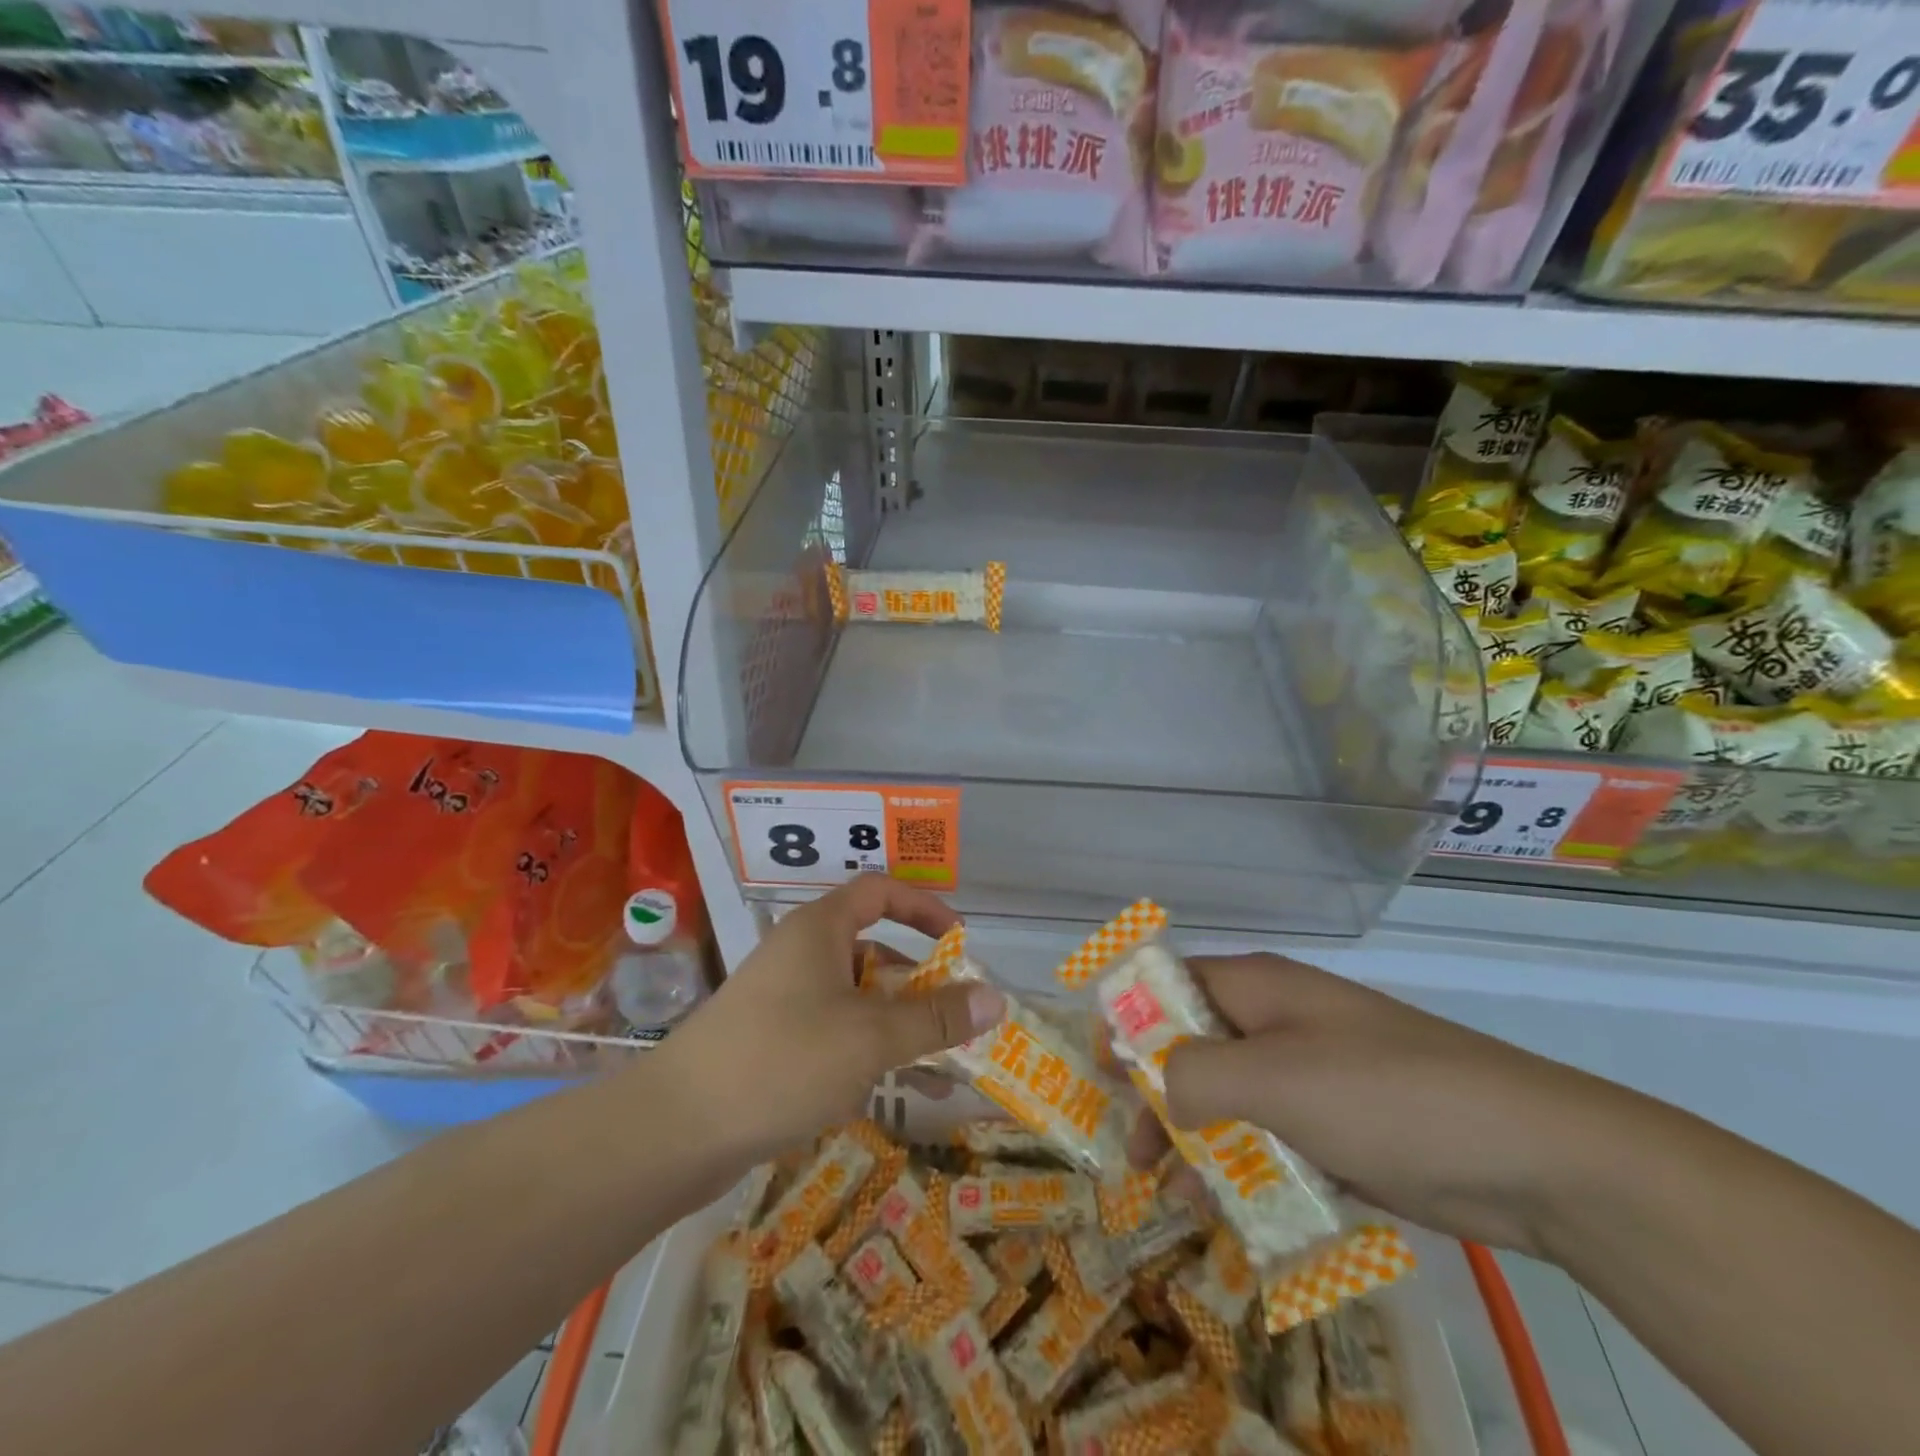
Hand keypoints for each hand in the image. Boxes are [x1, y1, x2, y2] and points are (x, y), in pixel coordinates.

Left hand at [654, 875, 1005, 1170]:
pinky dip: (870, 1054)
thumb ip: (936, 1018)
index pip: (880, 892)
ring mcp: (784, 1000)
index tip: (959, 941)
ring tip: (944, 1068)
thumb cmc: (783, 1059)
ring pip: (857, 1001)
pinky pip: (835, 1035)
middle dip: (920, 984)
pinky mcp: (772, 1043)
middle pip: (874, 952)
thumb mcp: (871, 1038)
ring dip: (900, 1027)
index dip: (924, 908)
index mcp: (820, 929)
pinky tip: (901, 1094)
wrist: (677, 1129)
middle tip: (959, 1018)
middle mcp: (801, 955)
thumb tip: (996, 998)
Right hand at [1140, 954, 1642, 1256]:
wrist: (1532, 1157)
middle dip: (1159, 1096)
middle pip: (1194, 1047)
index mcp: (1257, 989)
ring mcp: (1312, 1075)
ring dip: (1199, 1142)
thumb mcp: (1274, 1078)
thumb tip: (1156, 1086)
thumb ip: (1196, 1076)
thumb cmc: (1385, 1095)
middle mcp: (1278, 1022)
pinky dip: (1246, 1168)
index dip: (1130, 1019)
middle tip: (1137, 1155)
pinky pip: (1272, 1139)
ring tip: (1177, 1196)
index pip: (1170, 984)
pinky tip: (1234, 1212)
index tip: (1102, 1069)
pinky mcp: (1340, 1126)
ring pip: (1231, 1099)